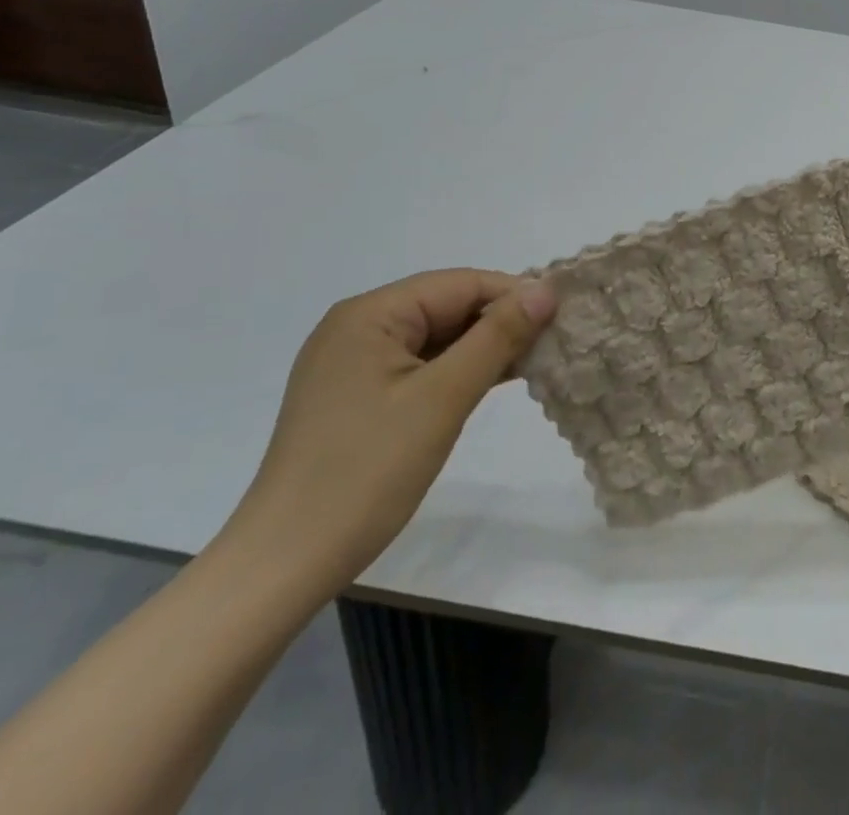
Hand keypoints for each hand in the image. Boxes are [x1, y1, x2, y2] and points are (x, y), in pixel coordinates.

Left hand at [222, 271, 556, 597]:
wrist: (284, 564)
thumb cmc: (366, 471)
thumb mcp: (443, 397)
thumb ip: (497, 336)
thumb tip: (546, 289)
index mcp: (370, 314)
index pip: (460, 284)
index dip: (514, 294)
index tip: (563, 316)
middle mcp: (358, 326)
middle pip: (448, 306)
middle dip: (501, 321)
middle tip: (555, 342)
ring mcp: (354, 362)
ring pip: (437, 336)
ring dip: (484, 347)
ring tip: (536, 361)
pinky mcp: (357, 395)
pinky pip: (421, 365)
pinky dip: (458, 370)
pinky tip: (495, 380)